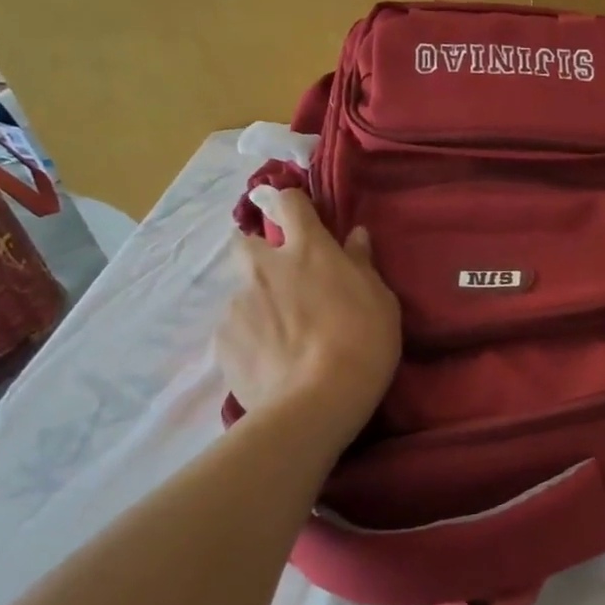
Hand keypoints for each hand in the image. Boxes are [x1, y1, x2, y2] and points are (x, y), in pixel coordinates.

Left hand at [217, 186, 399, 441]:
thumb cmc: (364, 342)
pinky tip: (271, 362)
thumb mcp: (381, 301)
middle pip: (246, 242)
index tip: (298, 216)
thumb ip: (362, 265)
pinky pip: (236, 330)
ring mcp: (238, 303)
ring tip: (283, 339)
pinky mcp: (222, 340)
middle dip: (260, 255)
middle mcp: (265, 267)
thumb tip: (355, 236)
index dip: (291, 204)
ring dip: (260, 305)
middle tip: (285, 283)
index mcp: (308, 250)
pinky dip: (251, 339)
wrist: (317, 401)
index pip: (289, 203)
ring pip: (244, 293)